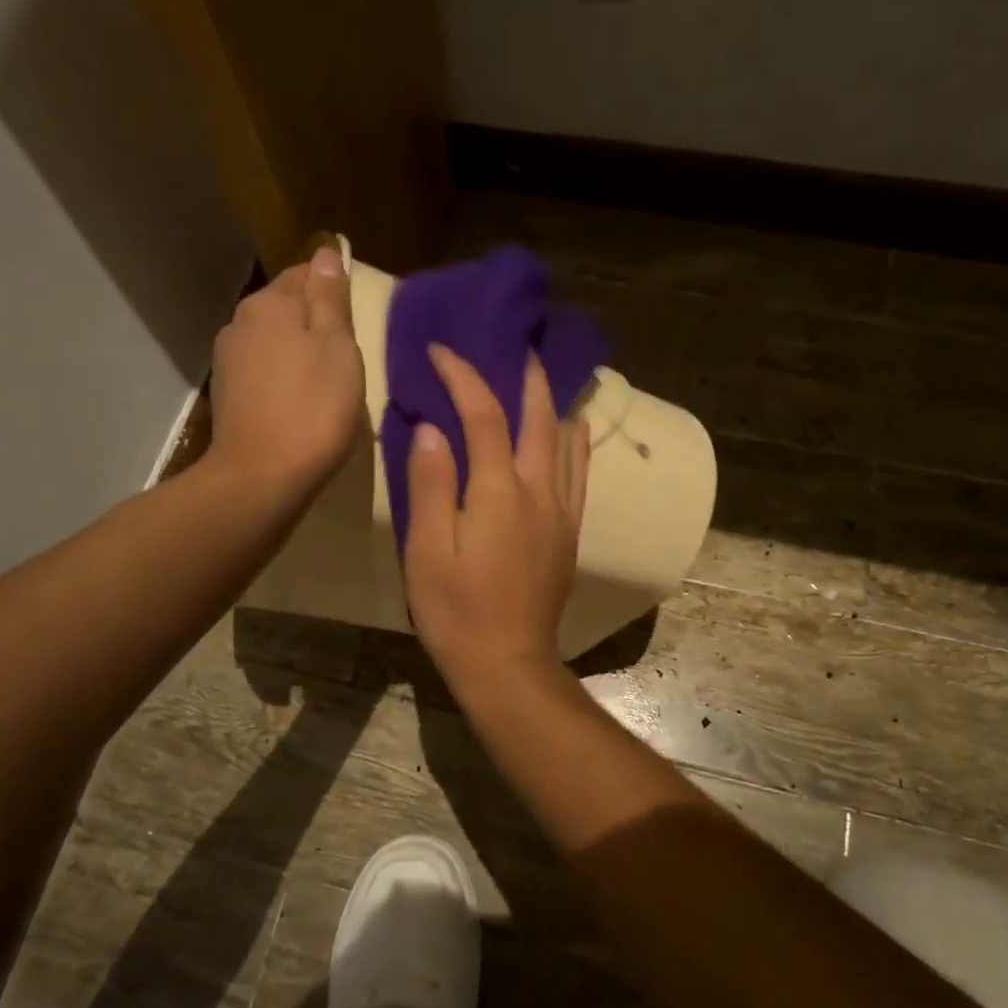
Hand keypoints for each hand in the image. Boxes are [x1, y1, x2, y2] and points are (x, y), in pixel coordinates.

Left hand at [208, 245, 364, 501]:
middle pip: (286, 308)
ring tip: (326, 381)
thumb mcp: (338, 348)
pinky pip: (263, 371)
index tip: (356, 319)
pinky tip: (300, 402)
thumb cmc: (313, 409)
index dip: (334, 290)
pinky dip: (283, 377)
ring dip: (298, 351)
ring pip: (273, 341)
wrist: (261, 476)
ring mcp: (228, 360)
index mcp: (270, 304)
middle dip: (315, 322)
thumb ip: (331, 298)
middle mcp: (241, 322)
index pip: (305, 274)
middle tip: (348, 353)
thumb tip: (327, 253)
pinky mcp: (227, 395)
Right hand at [403, 345, 589, 692]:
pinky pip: (579, 474)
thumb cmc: (456, 608)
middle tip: (518, 347)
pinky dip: (576, 443)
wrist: (507, 661)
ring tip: (546, 379)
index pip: (483, 415)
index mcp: (499, 490)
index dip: (463, 376)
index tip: (441, 351)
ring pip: (567, 442)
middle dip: (527, 378)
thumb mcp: (427, 548)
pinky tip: (573, 433)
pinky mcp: (569, 533)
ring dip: (555, 404)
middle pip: (539, 419)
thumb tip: (433, 428)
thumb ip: (431, 483)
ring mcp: (561, 512)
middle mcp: (539, 491)